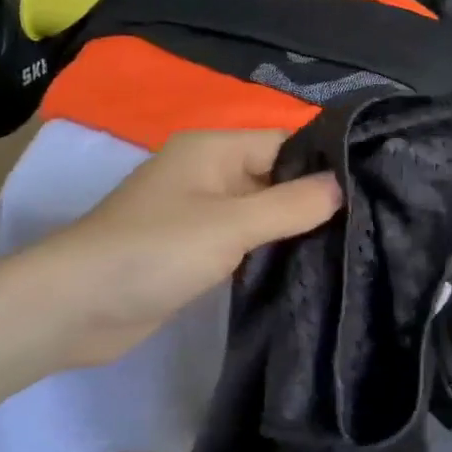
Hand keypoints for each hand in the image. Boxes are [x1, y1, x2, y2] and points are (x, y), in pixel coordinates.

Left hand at [30, 130, 340, 367]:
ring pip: (263, 211)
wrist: (75, 308)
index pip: (289, 143)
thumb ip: (291, 204)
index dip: (329, 163)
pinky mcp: (196, 249)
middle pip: (278, 177)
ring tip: (352, 246)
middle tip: (371, 225)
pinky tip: (308, 266)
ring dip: (295, 228)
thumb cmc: (153, 252)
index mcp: (215, 148)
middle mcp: (210, 172)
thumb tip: (346, 185)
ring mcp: (201, 212)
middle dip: (316, 199)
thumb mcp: (230, 224)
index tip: (376, 189)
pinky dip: (271, 250)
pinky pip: (245, 240)